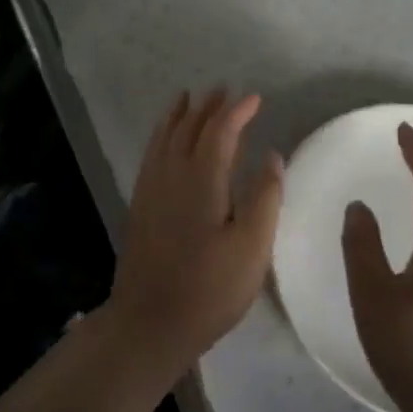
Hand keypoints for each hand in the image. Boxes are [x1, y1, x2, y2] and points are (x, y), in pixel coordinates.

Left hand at [107, 89, 283, 380]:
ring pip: (165, 137)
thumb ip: (264, 198)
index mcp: (202, 179)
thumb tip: (272, 155)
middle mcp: (172, 173)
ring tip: (188, 98)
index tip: (255, 98)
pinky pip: (152, 153)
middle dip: (208, 106)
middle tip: (223, 90)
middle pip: (189, 128)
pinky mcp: (140, 204)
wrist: (149, 321)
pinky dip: (161, 135)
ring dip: (180, 115)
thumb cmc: (209, 288)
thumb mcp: (252, 247)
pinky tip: (164, 140)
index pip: (220, 131)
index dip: (238, 111)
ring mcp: (151, 188)